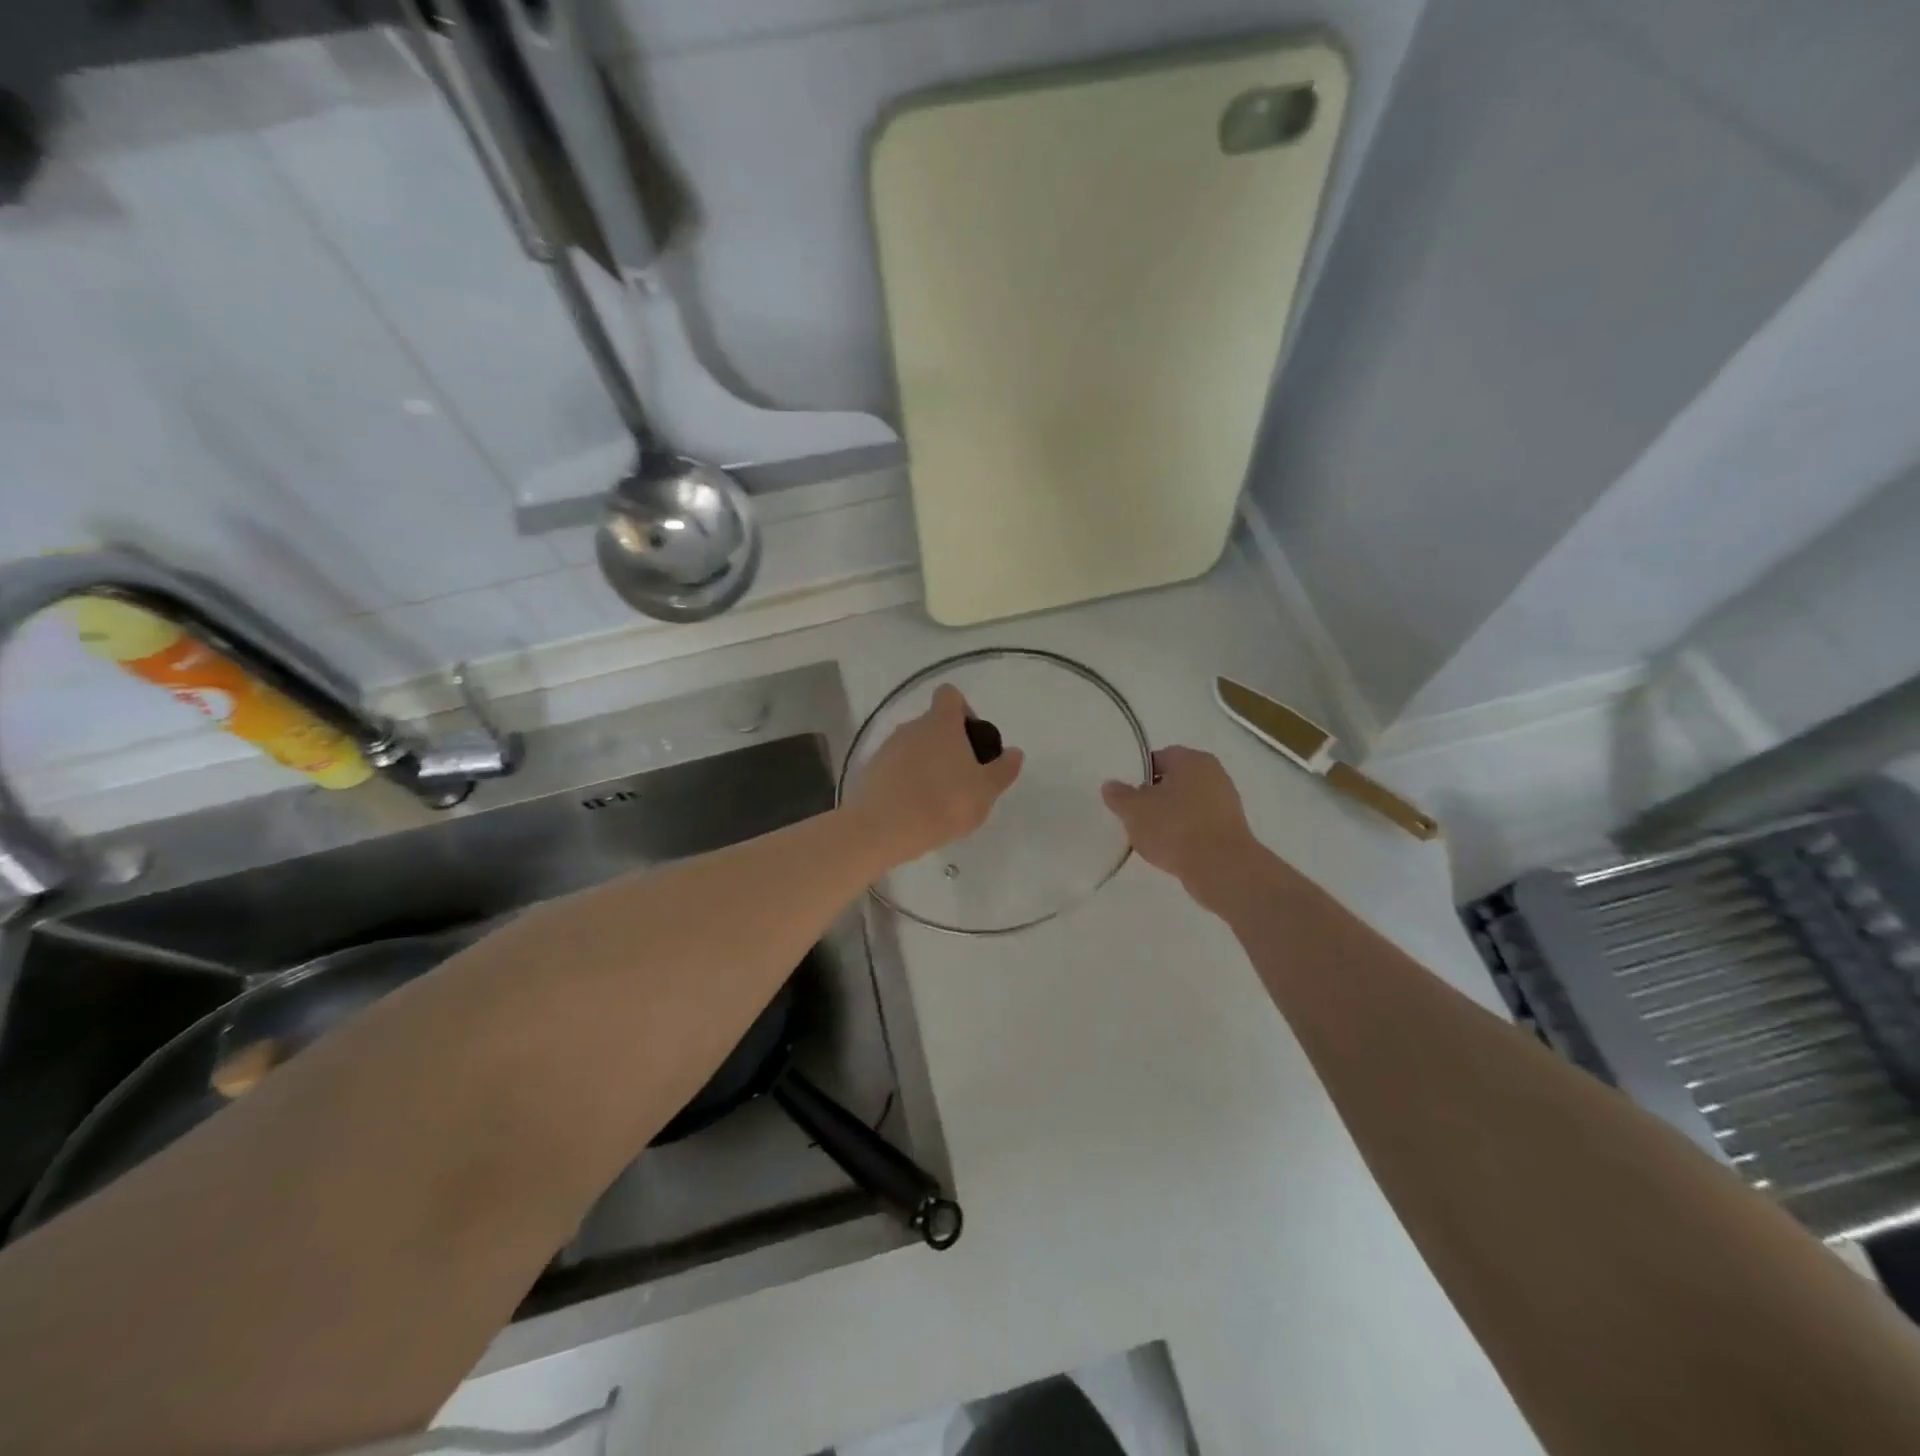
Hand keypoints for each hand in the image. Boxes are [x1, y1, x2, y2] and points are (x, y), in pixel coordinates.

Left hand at [846, 684, 1023, 867]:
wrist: (882, 829)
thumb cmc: (943, 803)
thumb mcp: (985, 791)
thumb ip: (1003, 769)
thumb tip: (1015, 752)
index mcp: (941, 723)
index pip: (950, 695)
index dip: (964, 710)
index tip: (972, 739)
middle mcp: (912, 726)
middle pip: (933, 723)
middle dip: (948, 744)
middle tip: (961, 777)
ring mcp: (888, 747)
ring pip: (913, 746)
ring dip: (926, 763)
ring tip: (937, 798)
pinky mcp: (871, 770)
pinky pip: (895, 767)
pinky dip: (906, 779)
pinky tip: (914, 808)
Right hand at [1101, 747, 1261, 908]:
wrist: (1221, 867)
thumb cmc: (1175, 827)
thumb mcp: (1134, 810)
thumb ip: (1119, 795)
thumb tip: (1111, 785)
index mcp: (1190, 759)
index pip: (1159, 757)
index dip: (1139, 775)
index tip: (1128, 796)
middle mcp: (1213, 773)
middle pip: (1175, 780)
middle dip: (1155, 796)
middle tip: (1137, 816)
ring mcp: (1226, 801)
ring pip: (1188, 803)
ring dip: (1171, 816)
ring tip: (1153, 837)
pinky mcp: (1232, 828)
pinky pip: (1201, 824)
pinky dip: (1187, 833)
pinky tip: (1173, 850)